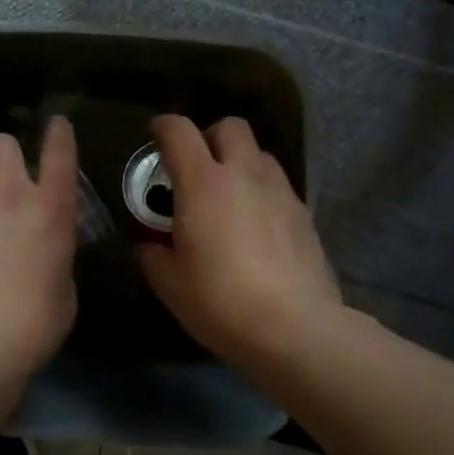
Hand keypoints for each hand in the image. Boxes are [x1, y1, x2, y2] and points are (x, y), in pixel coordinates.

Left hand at [0, 117, 78, 412]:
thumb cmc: (28, 328)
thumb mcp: (62, 290)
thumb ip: (53, 254)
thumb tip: (40, 248)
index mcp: (49, 209)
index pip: (60, 153)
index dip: (59, 134)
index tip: (56, 124)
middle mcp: (6, 191)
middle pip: (0, 143)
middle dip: (0, 158)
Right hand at [136, 115, 344, 365]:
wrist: (295, 328)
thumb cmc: (221, 301)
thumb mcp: (169, 283)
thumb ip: (153, 254)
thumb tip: (150, 245)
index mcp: (202, 182)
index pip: (179, 130)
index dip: (163, 126)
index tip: (155, 136)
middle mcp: (243, 174)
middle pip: (230, 126)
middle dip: (210, 137)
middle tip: (197, 168)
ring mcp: (279, 190)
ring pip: (259, 153)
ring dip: (240, 163)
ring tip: (229, 196)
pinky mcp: (304, 213)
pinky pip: (278, 185)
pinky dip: (262, 192)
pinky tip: (256, 226)